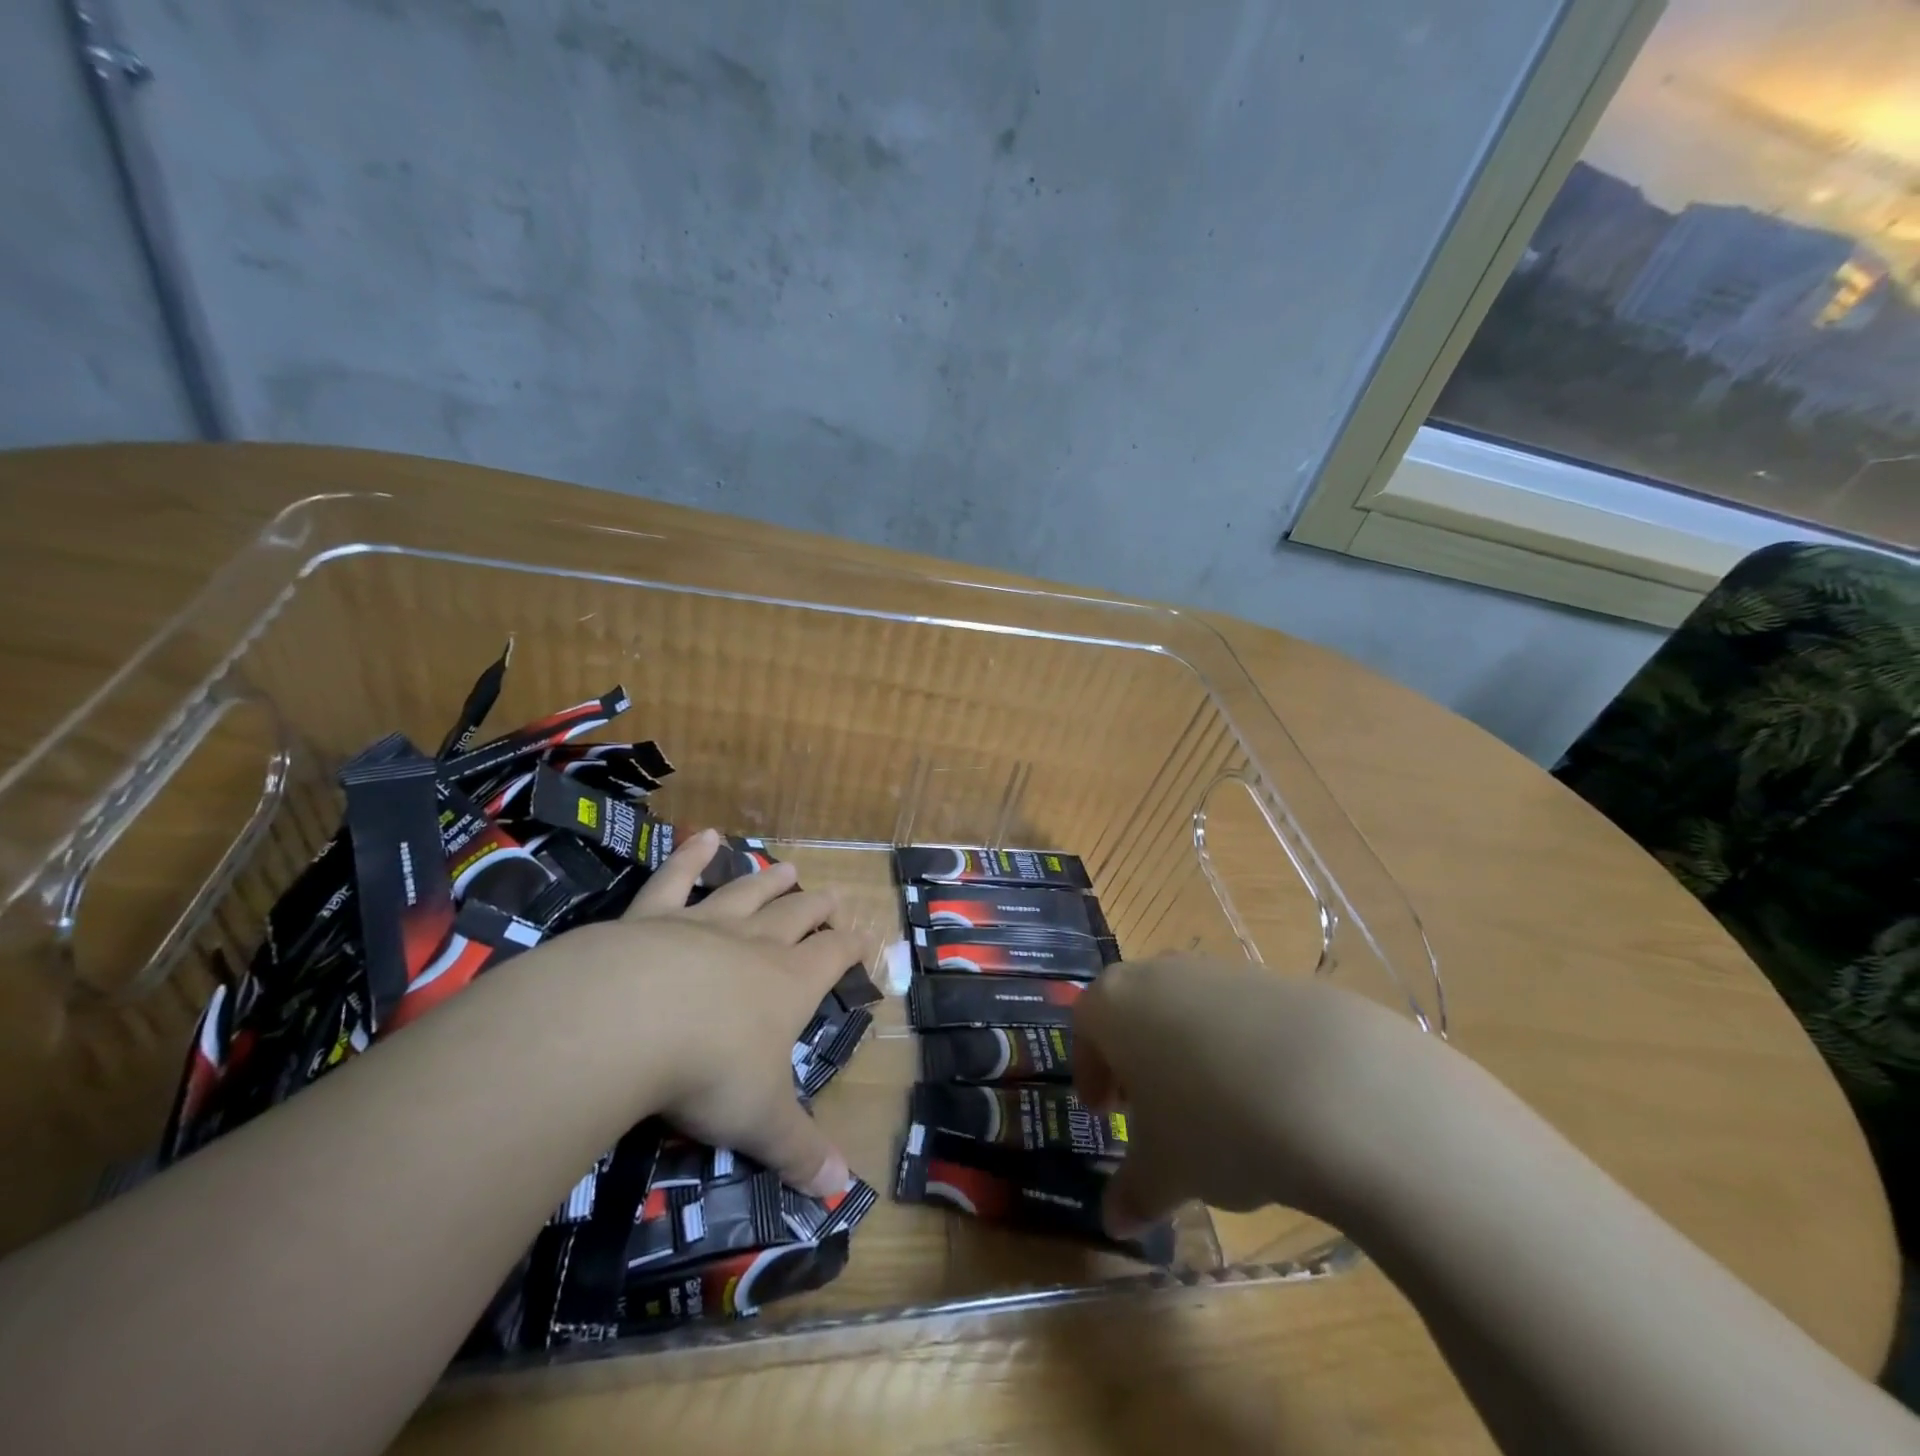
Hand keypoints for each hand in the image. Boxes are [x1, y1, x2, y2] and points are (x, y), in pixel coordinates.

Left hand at [551, 829, 855, 1196]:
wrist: (627, 1020)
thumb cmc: (709, 1070)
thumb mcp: (762, 1121)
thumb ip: (801, 1153)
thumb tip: (843, 1195)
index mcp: (789, 983)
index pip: (835, 956)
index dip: (853, 945)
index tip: (865, 937)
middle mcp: (754, 944)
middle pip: (797, 915)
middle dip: (817, 907)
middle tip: (831, 895)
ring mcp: (703, 924)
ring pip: (747, 892)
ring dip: (768, 879)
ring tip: (785, 865)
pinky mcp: (651, 917)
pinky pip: (675, 879)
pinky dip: (691, 856)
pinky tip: (703, 836)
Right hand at [1073, 956, 1437, 1235]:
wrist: (1333, 1087)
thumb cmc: (1214, 1124)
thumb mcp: (1166, 1172)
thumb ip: (1133, 1192)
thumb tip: (1115, 1221)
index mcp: (1114, 1004)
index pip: (1084, 1026)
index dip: (1090, 1071)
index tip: (1106, 1114)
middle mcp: (1159, 973)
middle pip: (1135, 1010)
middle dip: (1138, 1059)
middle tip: (1154, 1112)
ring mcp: (1218, 971)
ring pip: (1187, 1010)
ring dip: (1189, 1053)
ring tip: (1216, 1113)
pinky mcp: (1274, 980)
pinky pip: (1239, 1015)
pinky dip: (1240, 1049)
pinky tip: (1268, 1099)